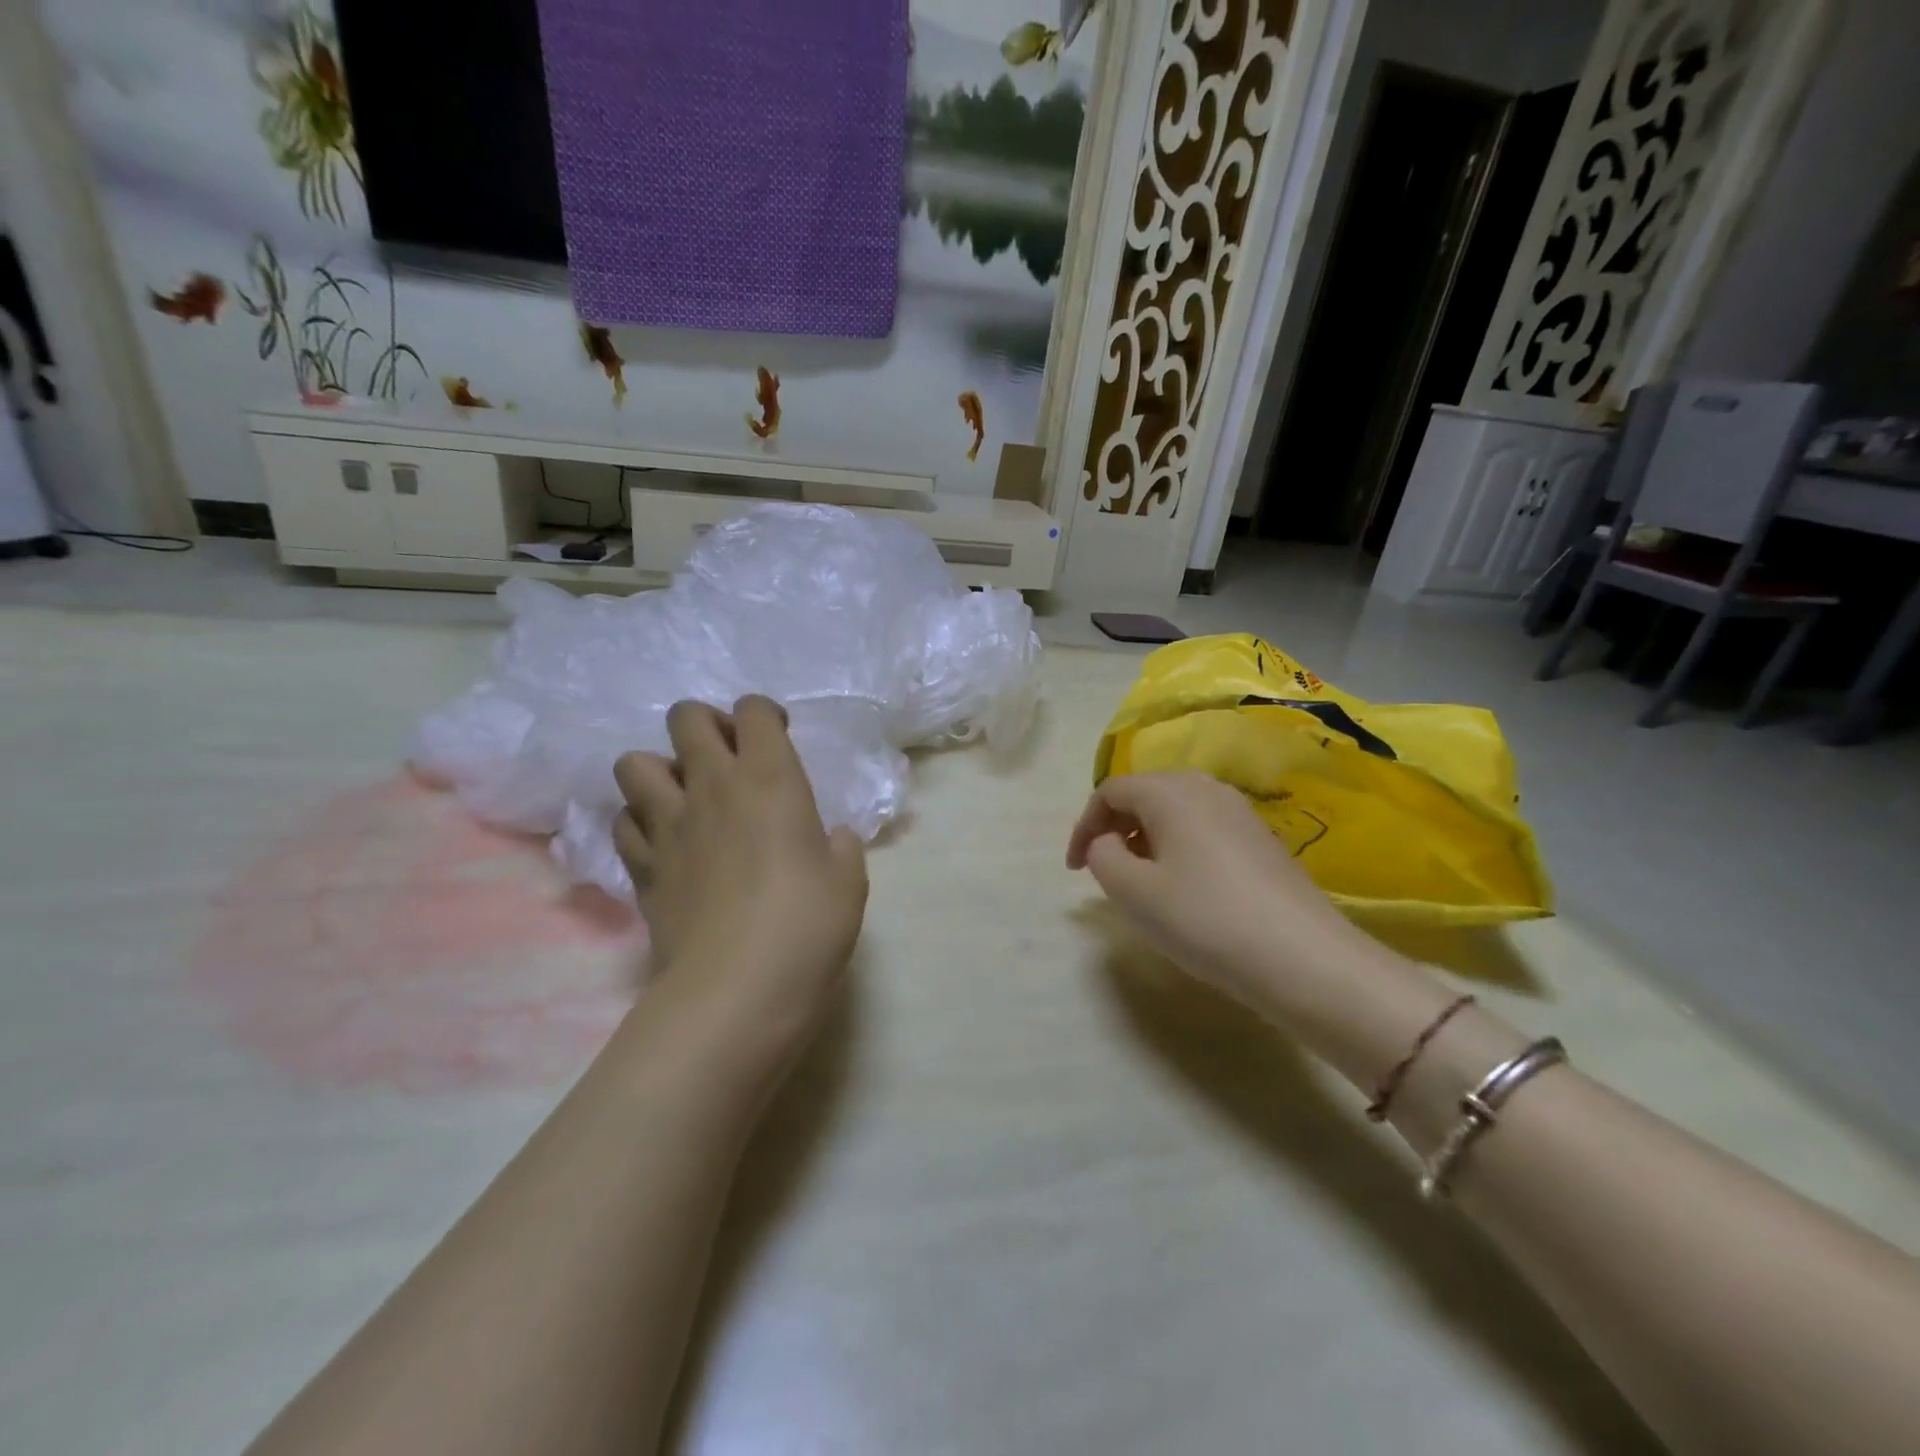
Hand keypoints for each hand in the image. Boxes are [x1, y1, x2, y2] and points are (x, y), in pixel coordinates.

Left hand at [615, 696, 867, 1052]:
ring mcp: (668, 825)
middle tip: (727, 758)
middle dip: (705, 724)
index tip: (777, 739)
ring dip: (659, 770)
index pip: (753, 709)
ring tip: (685, 798)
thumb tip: (828, 839)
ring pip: (634, 763)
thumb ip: (839, 847)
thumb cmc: (807, 926)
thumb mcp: (848, 881)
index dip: (764, 714)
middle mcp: (712, 787)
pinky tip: (664, 843)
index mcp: (770, 779)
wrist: (737, 988)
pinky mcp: (641, 866)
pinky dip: (640, 823)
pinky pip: (624, 822)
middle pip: (686, 717)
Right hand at [1065, 771, 1374, 1014]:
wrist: (1304, 958)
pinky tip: (1187, 891)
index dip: (1083, 827)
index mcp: (1169, 791)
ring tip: (1143, 884)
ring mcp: (1239, 811)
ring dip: (1146, 841)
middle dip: (1115, 830)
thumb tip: (1107, 843)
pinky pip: (1203, 830)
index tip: (1074, 870)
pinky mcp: (1261, 838)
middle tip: (1105, 873)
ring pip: (1175, 813)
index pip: (1109, 792)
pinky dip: (1179, 850)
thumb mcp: (1133, 891)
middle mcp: (1205, 787)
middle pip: (1143, 795)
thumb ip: (1102, 856)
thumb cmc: (1204, 918)